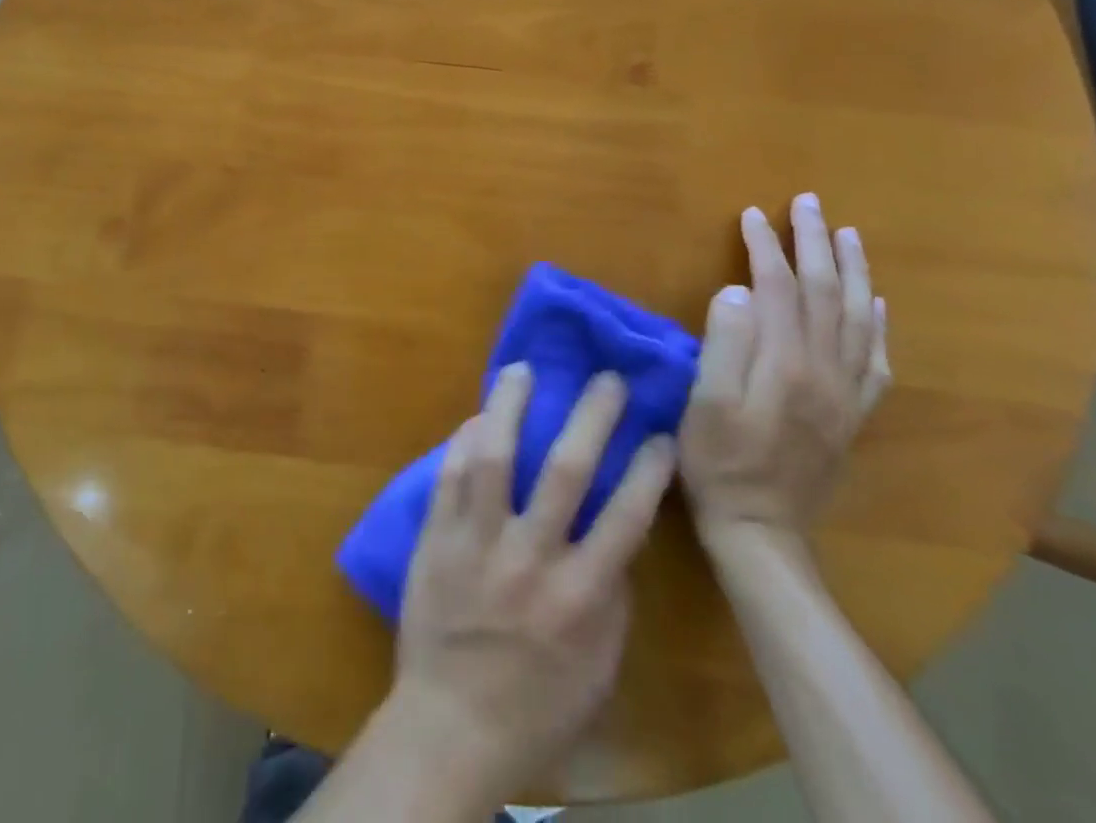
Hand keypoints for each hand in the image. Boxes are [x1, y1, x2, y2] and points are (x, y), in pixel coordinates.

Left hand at [388, 364, 677, 804]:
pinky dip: (466, 439)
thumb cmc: (536, 707)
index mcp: (579, 598)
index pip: (625, 518)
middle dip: (591, 417)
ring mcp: (477, 543)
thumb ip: (611, 597)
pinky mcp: (435, 537)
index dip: (647, 470)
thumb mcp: (598, 668)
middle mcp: (530, 559)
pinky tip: (479, 415)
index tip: (660, 433)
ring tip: (522, 369)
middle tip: (606, 378)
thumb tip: (617, 533)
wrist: (449, 727)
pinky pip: (450, 475)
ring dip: (511, 406)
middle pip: (565, 471)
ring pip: (495, 457)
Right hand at [679, 193, 889, 539]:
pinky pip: (876, 359)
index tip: (752, 213)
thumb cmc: (719, 463)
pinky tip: (876, 304)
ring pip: (858, 318)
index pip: (779, 287)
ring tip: (848, 235)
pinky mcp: (852, 414)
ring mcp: (846, 393)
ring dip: (852, 271)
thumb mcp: (705, 405)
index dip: (766, 246)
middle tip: (809, 204)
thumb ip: (723, 345)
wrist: (762, 531)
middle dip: (816, 243)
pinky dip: (878, 323)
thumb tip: (736, 291)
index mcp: (786, 364)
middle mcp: (826, 370)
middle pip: (825, 293)